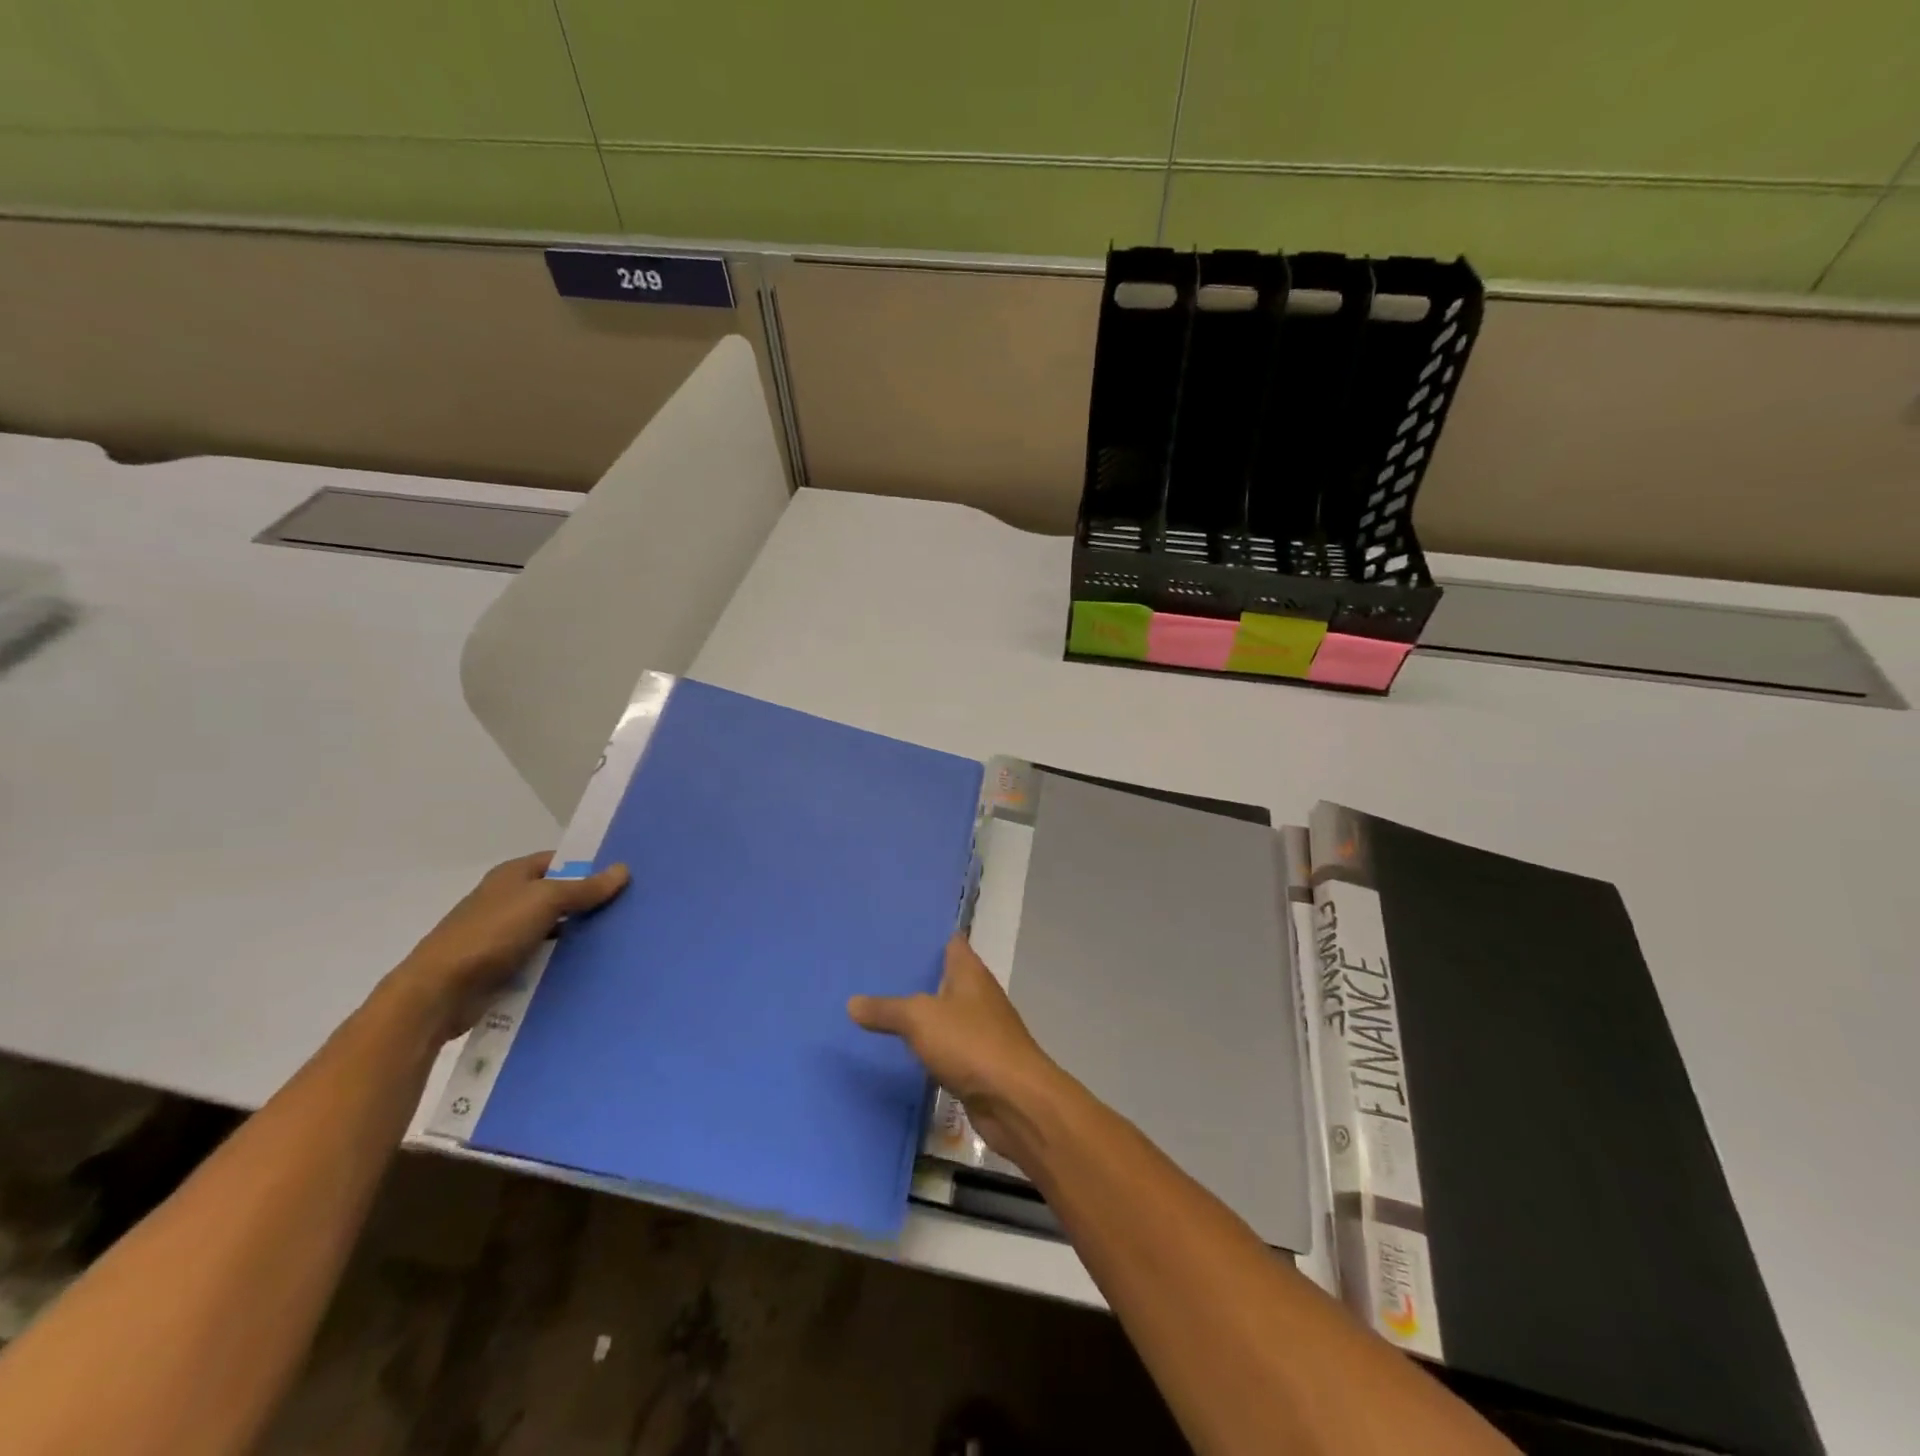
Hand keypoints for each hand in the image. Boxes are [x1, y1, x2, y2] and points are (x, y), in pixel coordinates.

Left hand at [385, 852, 628, 1041]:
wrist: (438, 993)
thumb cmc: (491, 934)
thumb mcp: (545, 901)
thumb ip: (584, 888)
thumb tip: (623, 869)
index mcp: (511, 876)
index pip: (558, 861)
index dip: (589, 866)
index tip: (623, 877)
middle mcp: (507, 901)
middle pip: (558, 896)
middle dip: (589, 902)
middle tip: (630, 909)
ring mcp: (503, 936)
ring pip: (553, 929)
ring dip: (578, 935)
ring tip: (620, 939)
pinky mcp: (503, 968)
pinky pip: (542, 958)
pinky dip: (562, 961)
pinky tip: (591, 968)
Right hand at [848, 937, 1063, 1161]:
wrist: (1013, 1100)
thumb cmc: (971, 1043)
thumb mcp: (920, 1019)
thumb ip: (886, 1009)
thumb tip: (851, 1002)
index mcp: (970, 972)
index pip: (951, 942)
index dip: (929, 936)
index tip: (898, 932)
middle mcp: (978, 995)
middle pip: (946, 977)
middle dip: (917, 975)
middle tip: (876, 971)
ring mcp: (980, 1029)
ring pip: (945, 1013)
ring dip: (921, 1012)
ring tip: (881, 1006)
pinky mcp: (978, 1063)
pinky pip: (946, 1045)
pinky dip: (927, 1044)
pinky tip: (902, 1048)